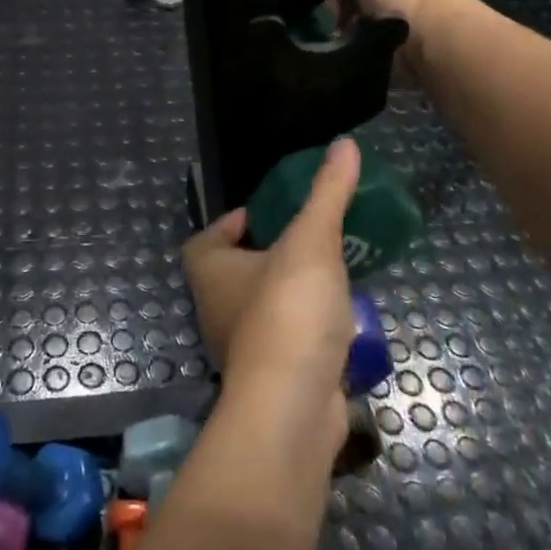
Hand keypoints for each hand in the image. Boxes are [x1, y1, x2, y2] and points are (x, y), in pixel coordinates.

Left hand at [181, 139, 362, 458]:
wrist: (295, 405)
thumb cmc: (289, 309)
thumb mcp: (311, 240)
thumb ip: (327, 193)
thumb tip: (345, 144)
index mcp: (209, 271)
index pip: (206, 240)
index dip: (230, 223)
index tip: (266, 213)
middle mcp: (215, 308)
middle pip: (234, 273)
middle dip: (267, 255)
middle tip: (307, 238)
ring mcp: (242, 347)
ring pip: (262, 307)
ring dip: (289, 292)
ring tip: (330, 272)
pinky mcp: (272, 376)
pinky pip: (287, 340)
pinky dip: (306, 328)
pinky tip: (339, 319)